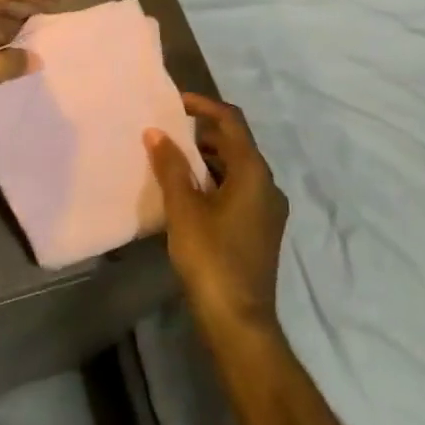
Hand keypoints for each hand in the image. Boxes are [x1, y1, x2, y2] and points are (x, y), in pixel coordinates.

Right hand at [146, 93, 288, 336]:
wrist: (239, 322)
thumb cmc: (211, 258)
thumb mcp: (184, 209)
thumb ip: (171, 166)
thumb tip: (156, 132)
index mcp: (254, 173)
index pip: (231, 122)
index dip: (204, 106)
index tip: (175, 102)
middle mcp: (268, 185)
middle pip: (236, 144)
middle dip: (202, 133)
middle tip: (169, 134)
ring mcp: (268, 210)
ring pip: (237, 169)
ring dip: (208, 159)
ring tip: (173, 162)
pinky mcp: (261, 229)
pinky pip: (239, 190)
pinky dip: (215, 181)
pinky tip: (189, 194)